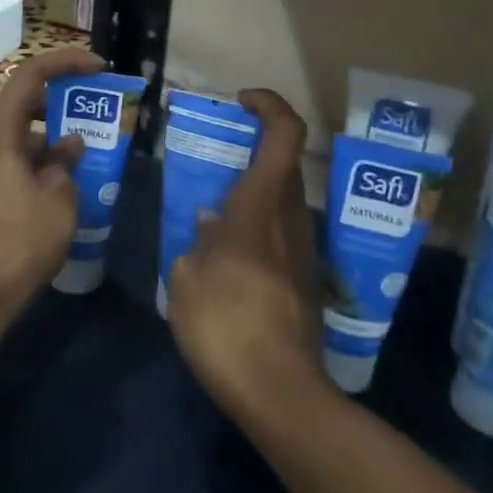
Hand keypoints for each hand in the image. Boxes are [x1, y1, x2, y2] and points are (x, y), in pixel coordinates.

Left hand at [0, 47, 104, 311]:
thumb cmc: (19, 239)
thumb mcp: (58, 198)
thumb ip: (66, 163)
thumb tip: (69, 146)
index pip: (29, 76)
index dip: (65, 63)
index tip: (99, 68)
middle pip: (24, 104)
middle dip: (64, 101)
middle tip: (100, 108)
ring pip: (23, 138)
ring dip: (56, 138)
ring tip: (94, 150)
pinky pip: (17, 163)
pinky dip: (44, 163)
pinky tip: (71, 184)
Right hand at [166, 89, 328, 426]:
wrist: (280, 392)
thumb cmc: (225, 327)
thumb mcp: (187, 281)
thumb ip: (196, 245)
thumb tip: (209, 227)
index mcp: (259, 208)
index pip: (284, 135)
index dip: (268, 105)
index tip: (241, 101)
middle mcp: (290, 220)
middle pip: (283, 165)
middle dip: (253, 151)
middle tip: (215, 161)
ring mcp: (303, 251)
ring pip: (282, 202)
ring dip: (252, 195)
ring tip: (210, 218)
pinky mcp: (305, 281)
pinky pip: (281, 235)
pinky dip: (255, 230)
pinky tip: (225, 261)